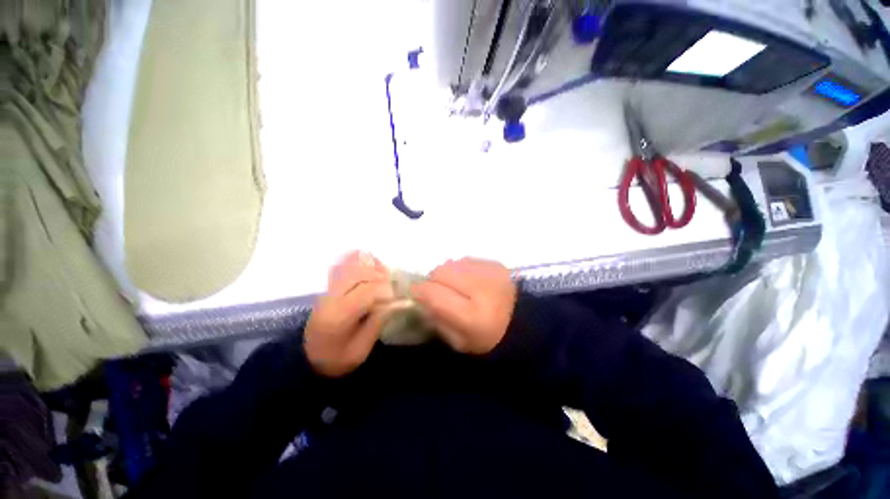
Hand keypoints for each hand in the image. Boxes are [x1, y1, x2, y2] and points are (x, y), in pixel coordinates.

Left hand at [304, 252, 396, 376]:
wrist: (307, 358)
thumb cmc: (336, 358)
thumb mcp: (360, 350)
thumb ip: (377, 323)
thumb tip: (395, 302)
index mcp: (338, 316)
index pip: (366, 292)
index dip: (386, 291)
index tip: (396, 298)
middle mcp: (331, 297)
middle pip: (361, 273)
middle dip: (381, 276)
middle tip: (393, 286)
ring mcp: (328, 289)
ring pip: (352, 265)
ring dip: (372, 267)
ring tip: (384, 276)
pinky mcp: (329, 286)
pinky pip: (346, 265)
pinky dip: (361, 262)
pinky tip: (372, 267)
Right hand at [410, 258, 516, 354]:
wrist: (525, 324)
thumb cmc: (489, 340)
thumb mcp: (458, 341)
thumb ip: (436, 318)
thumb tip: (421, 296)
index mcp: (473, 316)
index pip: (434, 293)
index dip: (419, 291)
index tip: (415, 294)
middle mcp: (482, 288)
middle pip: (441, 272)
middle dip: (433, 281)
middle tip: (438, 291)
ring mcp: (491, 272)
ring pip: (452, 263)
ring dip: (448, 274)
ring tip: (456, 286)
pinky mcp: (496, 263)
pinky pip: (466, 260)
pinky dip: (461, 269)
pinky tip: (470, 281)